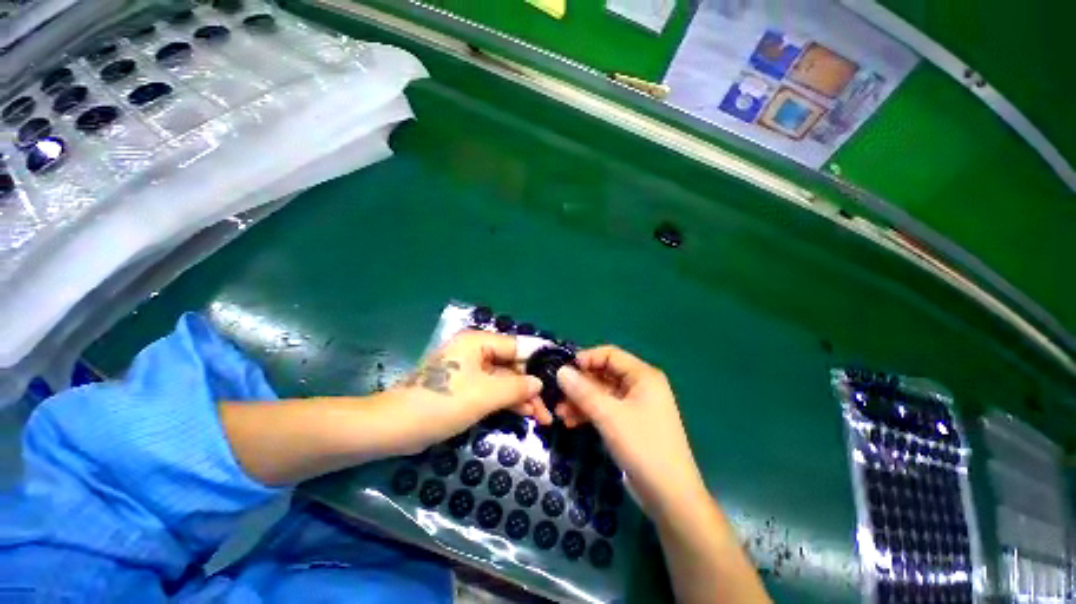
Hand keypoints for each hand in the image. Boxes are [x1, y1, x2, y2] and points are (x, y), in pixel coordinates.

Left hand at [392, 331, 544, 452]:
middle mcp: (475, 351)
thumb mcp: (485, 394)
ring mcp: (470, 371)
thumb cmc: (442, 403)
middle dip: (530, 387)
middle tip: (549, 409)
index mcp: (478, 342)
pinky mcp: (465, 388)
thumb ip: (516, 386)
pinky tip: (524, 414)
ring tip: (542, 418)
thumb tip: (539, 383)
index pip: (517, 346)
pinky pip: (492, 391)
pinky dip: (507, 402)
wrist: (395, 427)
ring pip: (503, 380)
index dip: (537, 361)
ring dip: (521, 397)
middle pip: (511, 365)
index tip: (558, 376)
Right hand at [556, 346, 707, 519]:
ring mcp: (635, 405)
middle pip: (604, 374)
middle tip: (558, 396)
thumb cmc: (643, 447)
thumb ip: (583, 391)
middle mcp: (640, 386)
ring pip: (602, 394)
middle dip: (580, 385)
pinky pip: (605, 409)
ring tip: (561, 414)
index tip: (563, 371)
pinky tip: (572, 422)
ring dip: (581, 401)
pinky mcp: (629, 423)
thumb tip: (560, 371)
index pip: (609, 354)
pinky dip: (589, 413)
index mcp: (643, 376)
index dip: (586, 359)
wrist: (670, 497)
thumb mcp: (609, 416)